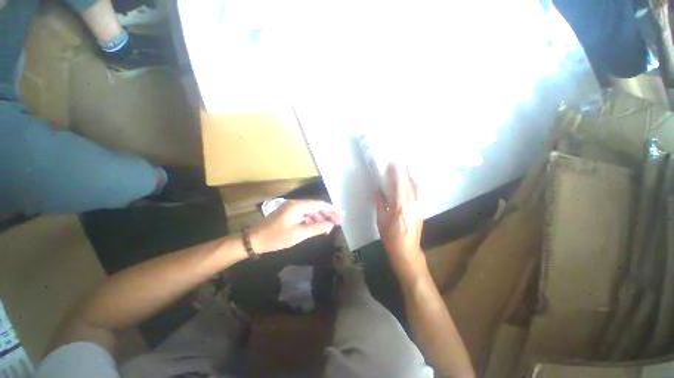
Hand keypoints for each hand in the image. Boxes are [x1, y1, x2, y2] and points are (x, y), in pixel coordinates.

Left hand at [250, 200, 343, 253]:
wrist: (255, 240)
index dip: (332, 209)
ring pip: (311, 211)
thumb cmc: (276, 237)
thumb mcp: (298, 234)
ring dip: (321, 218)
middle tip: (339, 222)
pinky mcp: (289, 214)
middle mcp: (296, 204)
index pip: (320, 204)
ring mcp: (292, 208)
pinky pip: (305, 215)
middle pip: (316, 206)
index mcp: (298, 206)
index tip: (342, 215)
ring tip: (330, 227)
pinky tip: (318, 227)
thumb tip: (330, 225)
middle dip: (328, 214)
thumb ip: (316, 228)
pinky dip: (312, 221)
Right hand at [375, 163, 424, 272]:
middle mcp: (413, 206)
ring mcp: (419, 208)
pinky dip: (415, 185)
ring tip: (406, 168)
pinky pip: (419, 194)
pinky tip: (411, 181)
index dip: (397, 173)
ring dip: (411, 176)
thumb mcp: (382, 221)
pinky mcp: (421, 211)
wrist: (407, 251)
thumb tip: (377, 192)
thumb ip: (380, 204)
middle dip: (404, 172)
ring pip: (417, 188)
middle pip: (409, 185)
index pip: (399, 186)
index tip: (394, 163)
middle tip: (399, 162)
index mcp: (401, 208)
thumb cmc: (391, 237)